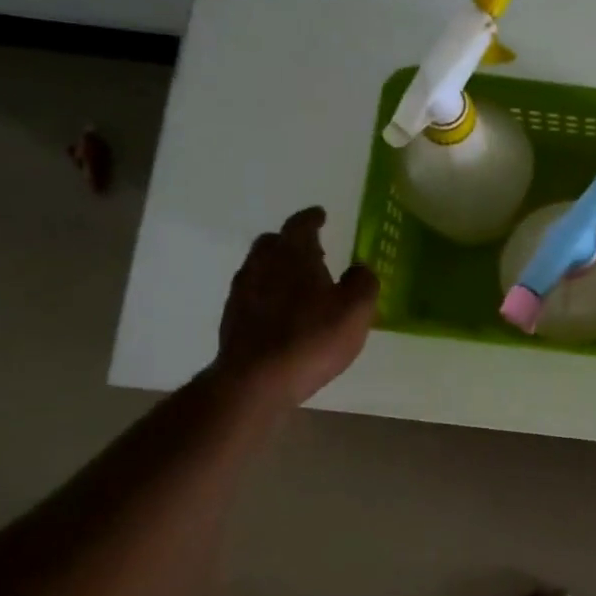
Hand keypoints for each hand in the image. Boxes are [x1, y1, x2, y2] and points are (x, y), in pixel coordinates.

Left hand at [214, 207, 378, 406]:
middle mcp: (262, 265)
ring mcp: (242, 293)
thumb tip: (359, 269)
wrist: (256, 380)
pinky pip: (252, 294)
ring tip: (298, 282)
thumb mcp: (356, 310)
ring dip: (277, 268)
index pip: (300, 225)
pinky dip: (267, 294)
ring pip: (259, 267)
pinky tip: (281, 312)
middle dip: (291, 241)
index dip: (312, 218)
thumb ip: (363, 283)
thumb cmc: (312, 338)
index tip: (320, 215)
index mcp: (294, 255)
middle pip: (272, 242)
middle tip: (311, 250)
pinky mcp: (233, 320)